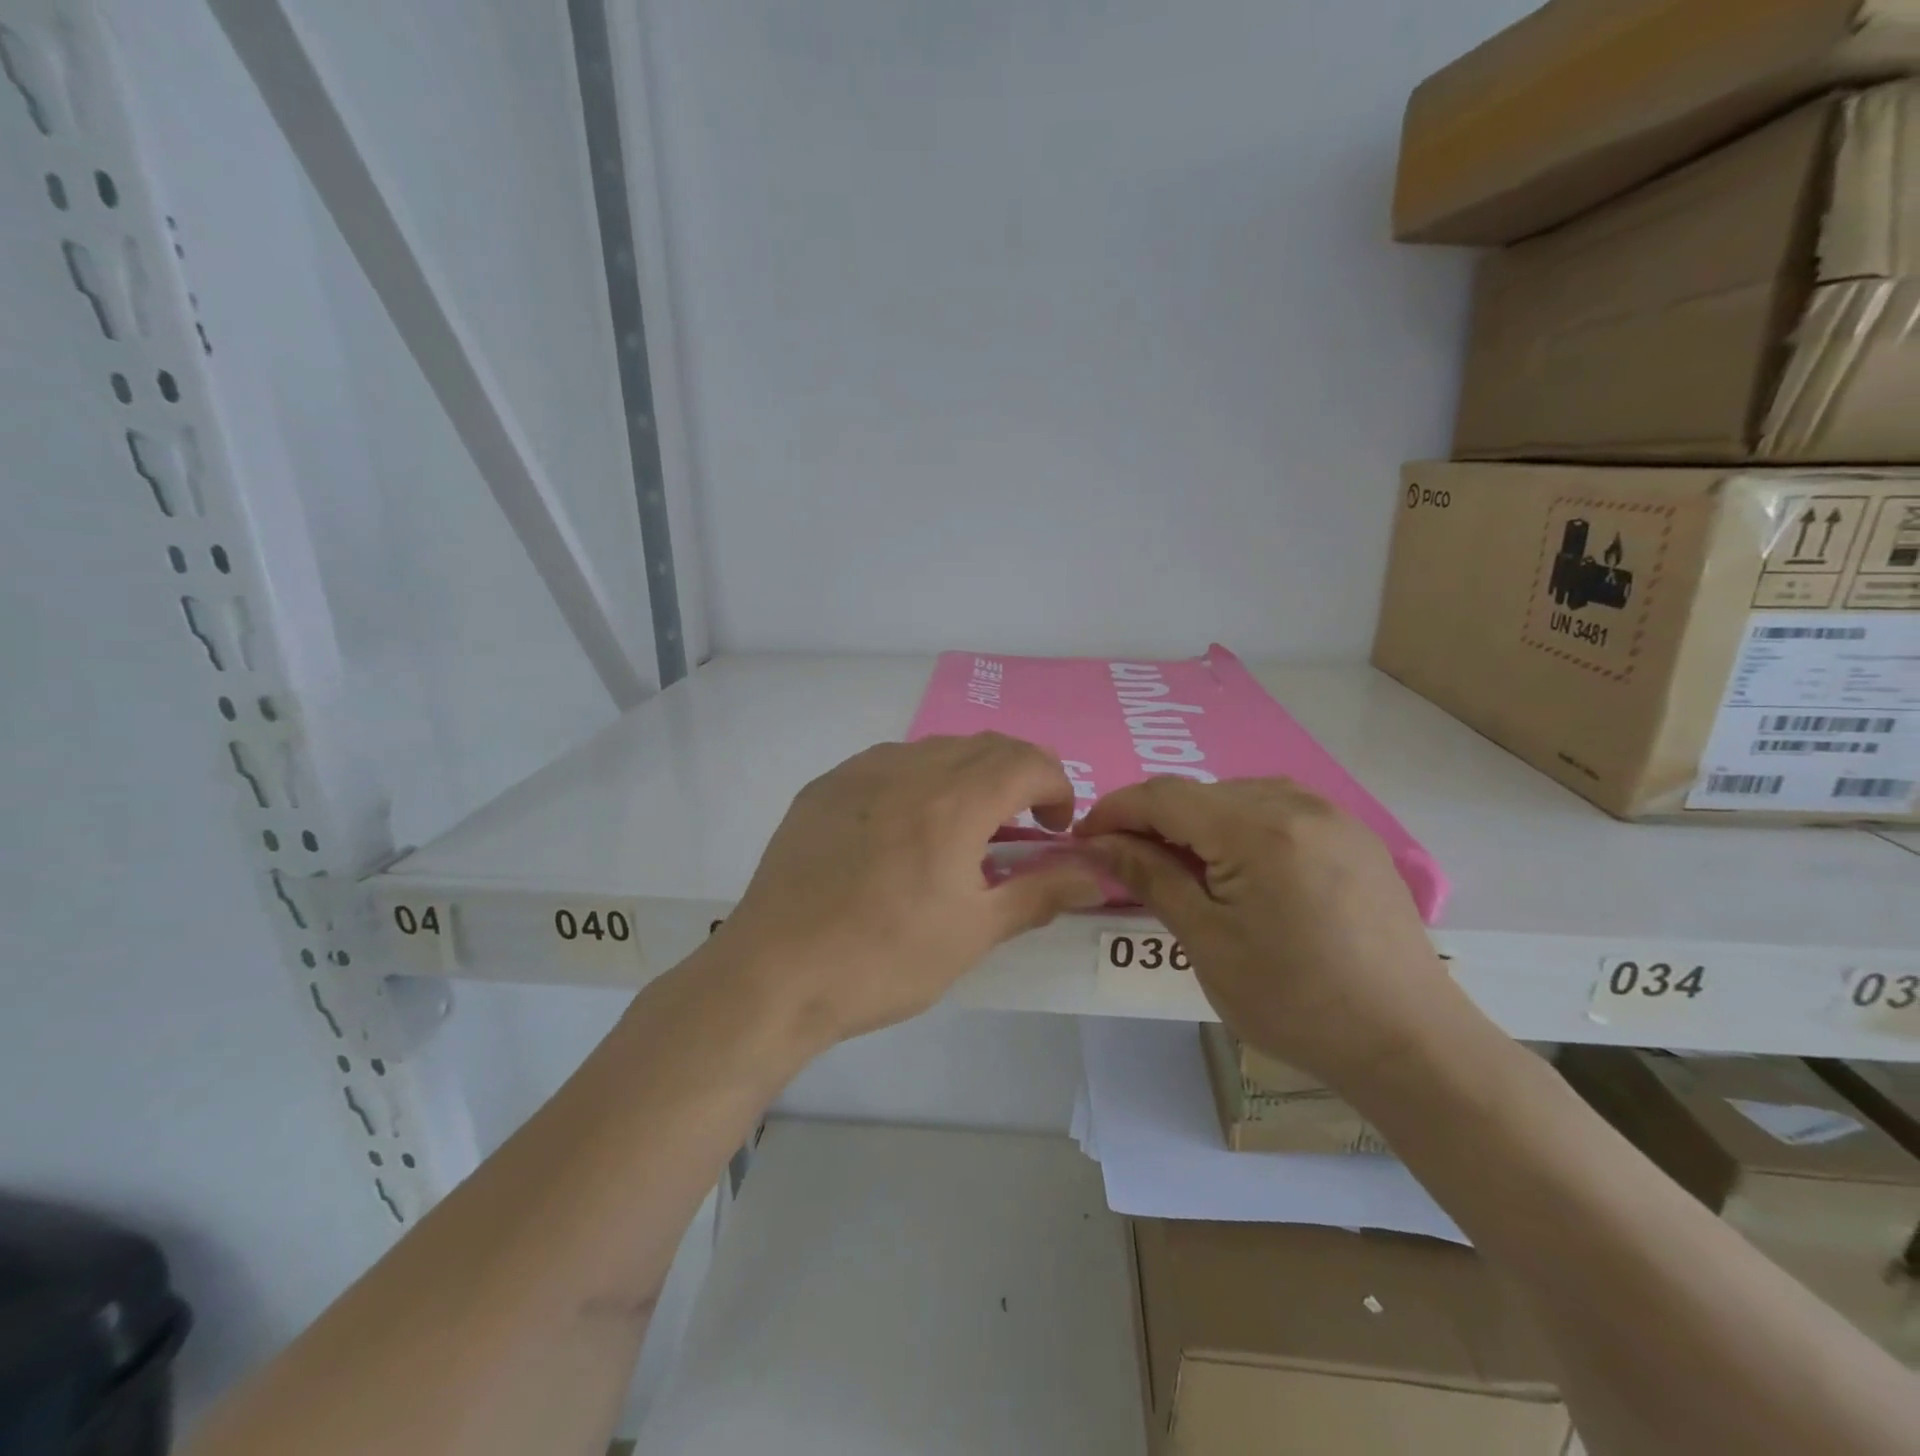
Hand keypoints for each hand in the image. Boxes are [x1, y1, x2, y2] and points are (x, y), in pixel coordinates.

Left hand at [713, 735, 1106, 1048]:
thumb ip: (1042, 892)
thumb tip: (1097, 874)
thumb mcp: (974, 933)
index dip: (1056, 786)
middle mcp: (909, 769)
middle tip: (1021, 826)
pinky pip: (889, 763)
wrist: (775, 974)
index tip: (1055, 828)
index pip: (1028, 761)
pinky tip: (905, 828)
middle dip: (1019, 776)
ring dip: (969, 774)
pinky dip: (920, 780)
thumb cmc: (884, 959)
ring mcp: (859, 772)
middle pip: (985, 746)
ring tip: (963, 828)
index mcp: (953, 802)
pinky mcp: (824, 787)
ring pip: (936, 749)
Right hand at [1075, 777, 1454, 1080]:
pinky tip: (1239, 866)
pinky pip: (1279, 808)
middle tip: (1128, 862)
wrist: (1410, 1044)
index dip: (1115, 811)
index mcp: (1258, 830)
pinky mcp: (1354, 836)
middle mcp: (1297, 804)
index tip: (1084, 839)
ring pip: (1238, 795)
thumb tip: (1101, 844)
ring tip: (1182, 866)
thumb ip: (1151, 879)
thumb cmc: (1295, 1001)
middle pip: (1200, 792)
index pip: (1163, 795)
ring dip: (1197, 820)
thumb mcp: (1207, 943)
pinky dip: (1241, 825)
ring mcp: (1332, 816)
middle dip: (1154, 819)